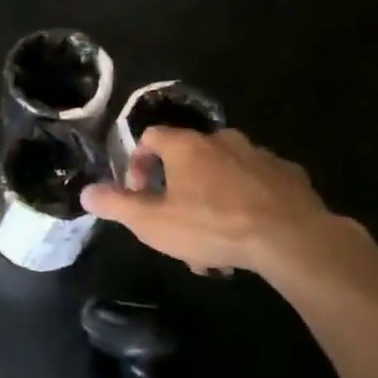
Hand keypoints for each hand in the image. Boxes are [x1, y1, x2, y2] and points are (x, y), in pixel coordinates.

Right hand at [81, 128, 344, 277]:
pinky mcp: (290, 175)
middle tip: (178, 223)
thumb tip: (86, 192)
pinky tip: (248, 232)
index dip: (138, 163)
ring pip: (224, 173)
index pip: (151, 137)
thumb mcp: (153, 222)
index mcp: (186, 145)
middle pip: (189, 156)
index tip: (139, 194)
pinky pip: (258, 184)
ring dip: (213, 198)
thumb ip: (117, 205)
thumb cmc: (213, 225)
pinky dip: (247, 201)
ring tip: (214, 241)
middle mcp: (222, 140)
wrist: (292, 239)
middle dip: (178, 189)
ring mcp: (259, 155)